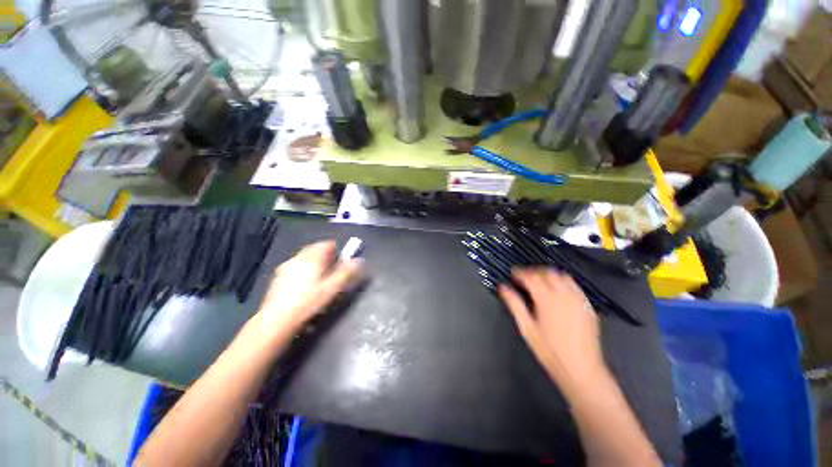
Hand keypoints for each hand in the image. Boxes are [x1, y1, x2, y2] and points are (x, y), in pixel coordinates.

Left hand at [253, 241, 363, 344]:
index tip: (341, 261)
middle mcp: (298, 257)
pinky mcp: (278, 276)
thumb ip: (346, 272)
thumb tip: (359, 260)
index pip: (327, 244)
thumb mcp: (332, 288)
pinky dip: (303, 269)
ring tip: (319, 278)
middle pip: (315, 249)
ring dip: (314, 262)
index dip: (337, 250)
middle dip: (326, 256)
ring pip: (305, 257)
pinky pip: (296, 265)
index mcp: (312, 258)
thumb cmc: (309, 302)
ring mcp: (287, 266)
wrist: (278, 319)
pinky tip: (304, 285)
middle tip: (332, 271)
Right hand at [499, 268, 604, 387]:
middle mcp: (564, 294)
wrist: (581, 369)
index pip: (531, 277)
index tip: (513, 274)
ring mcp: (578, 299)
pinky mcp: (587, 305)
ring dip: (548, 274)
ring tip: (539, 281)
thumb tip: (503, 287)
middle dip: (533, 272)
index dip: (520, 273)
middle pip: (547, 273)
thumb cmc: (549, 350)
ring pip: (562, 276)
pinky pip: (574, 285)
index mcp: (547, 299)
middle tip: (524, 278)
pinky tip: (557, 290)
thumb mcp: (527, 328)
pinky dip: (562, 281)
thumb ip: (515, 305)